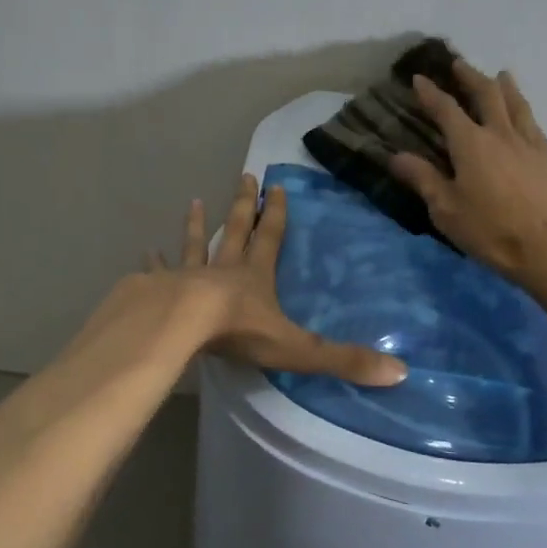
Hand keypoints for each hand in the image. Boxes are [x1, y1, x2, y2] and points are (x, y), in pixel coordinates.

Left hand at [143, 175, 407, 385]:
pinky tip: (147, 252)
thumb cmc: (238, 332)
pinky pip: (159, 273)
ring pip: (196, 245)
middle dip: (242, 205)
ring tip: (193, 202)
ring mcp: (188, 277)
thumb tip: (399, 371)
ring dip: (197, 226)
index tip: (276, 187)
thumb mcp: (297, 348)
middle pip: (235, 230)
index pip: (270, 238)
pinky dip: (155, 263)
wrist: (179, 326)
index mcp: (255, 277)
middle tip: (244, 176)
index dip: (276, 214)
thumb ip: (343, 360)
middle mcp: (223, 269)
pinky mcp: (159, 290)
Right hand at [390, 60, 546, 288]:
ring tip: (501, 75)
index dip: (431, 93)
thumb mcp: (446, 209)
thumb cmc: (490, 230)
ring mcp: (528, 144)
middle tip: (459, 64)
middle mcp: (500, 133)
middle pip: (486, 94)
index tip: (419, 78)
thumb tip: (396, 156)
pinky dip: (524, 111)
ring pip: (516, 104)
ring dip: (505, 86)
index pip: (446, 109)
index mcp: (470, 143)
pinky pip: (534, 124)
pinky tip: (525, 115)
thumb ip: (423, 178)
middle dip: (470, 77)